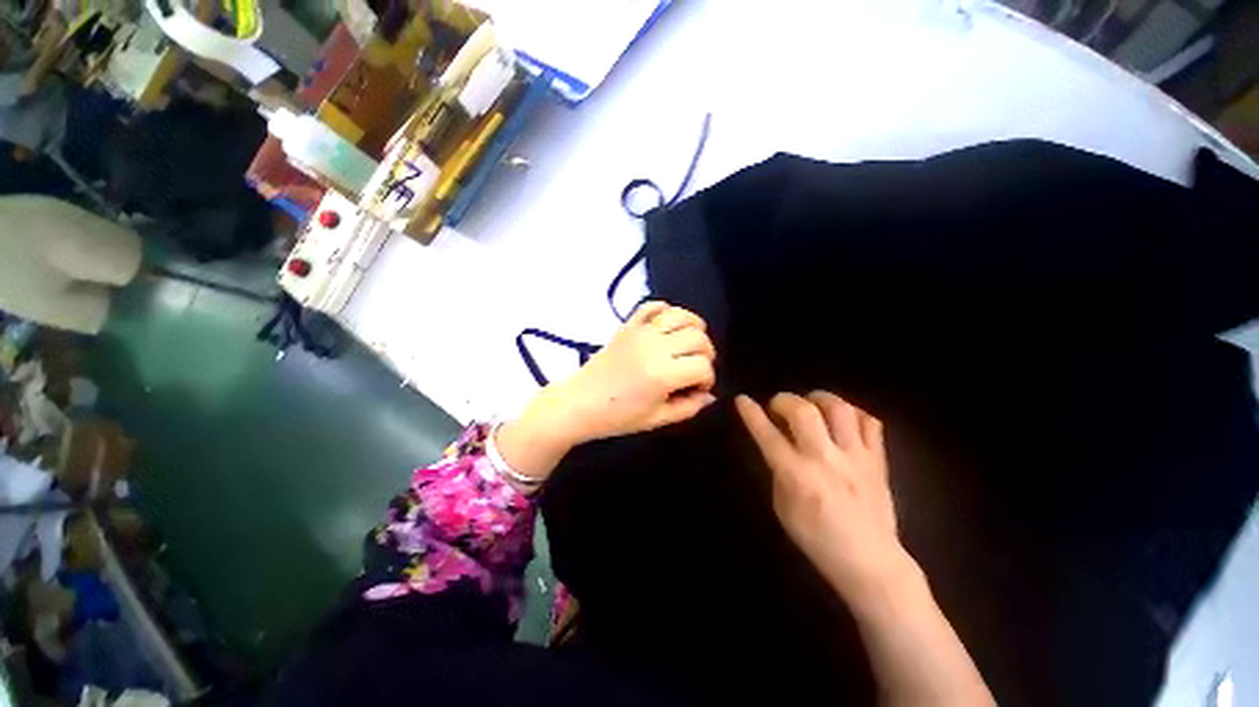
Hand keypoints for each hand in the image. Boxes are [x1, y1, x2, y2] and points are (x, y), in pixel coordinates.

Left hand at [552, 300, 716, 442]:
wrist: (579, 402)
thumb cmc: (617, 417)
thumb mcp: (657, 420)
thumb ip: (688, 407)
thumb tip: (709, 394)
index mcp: (662, 375)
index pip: (703, 366)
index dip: (708, 378)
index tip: (698, 388)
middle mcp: (655, 347)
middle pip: (698, 338)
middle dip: (706, 353)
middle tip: (695, 368)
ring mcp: (640, 332)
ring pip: (681, 316)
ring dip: (693, 328)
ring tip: (688, 344)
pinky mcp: (628, 325)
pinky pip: (652, 306)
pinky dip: (666, 310)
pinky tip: (667, 326)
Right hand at [736, 392, 908, 602]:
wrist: (870, 562)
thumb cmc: (817, 539)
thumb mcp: (782, 507)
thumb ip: (778, 471)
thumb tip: (777, 445)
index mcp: (797, 475)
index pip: (767, 434)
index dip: (750, 413)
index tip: (742, 399)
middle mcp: (825, 459)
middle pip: (803, 411)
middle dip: (784, 400)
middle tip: (778, 406)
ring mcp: (856, 457)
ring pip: (839, 409)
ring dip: (819, 399)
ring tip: (811, 403)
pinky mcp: (878, 460)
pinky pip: (870, 422)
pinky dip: (853, 413)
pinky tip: (842, 418)